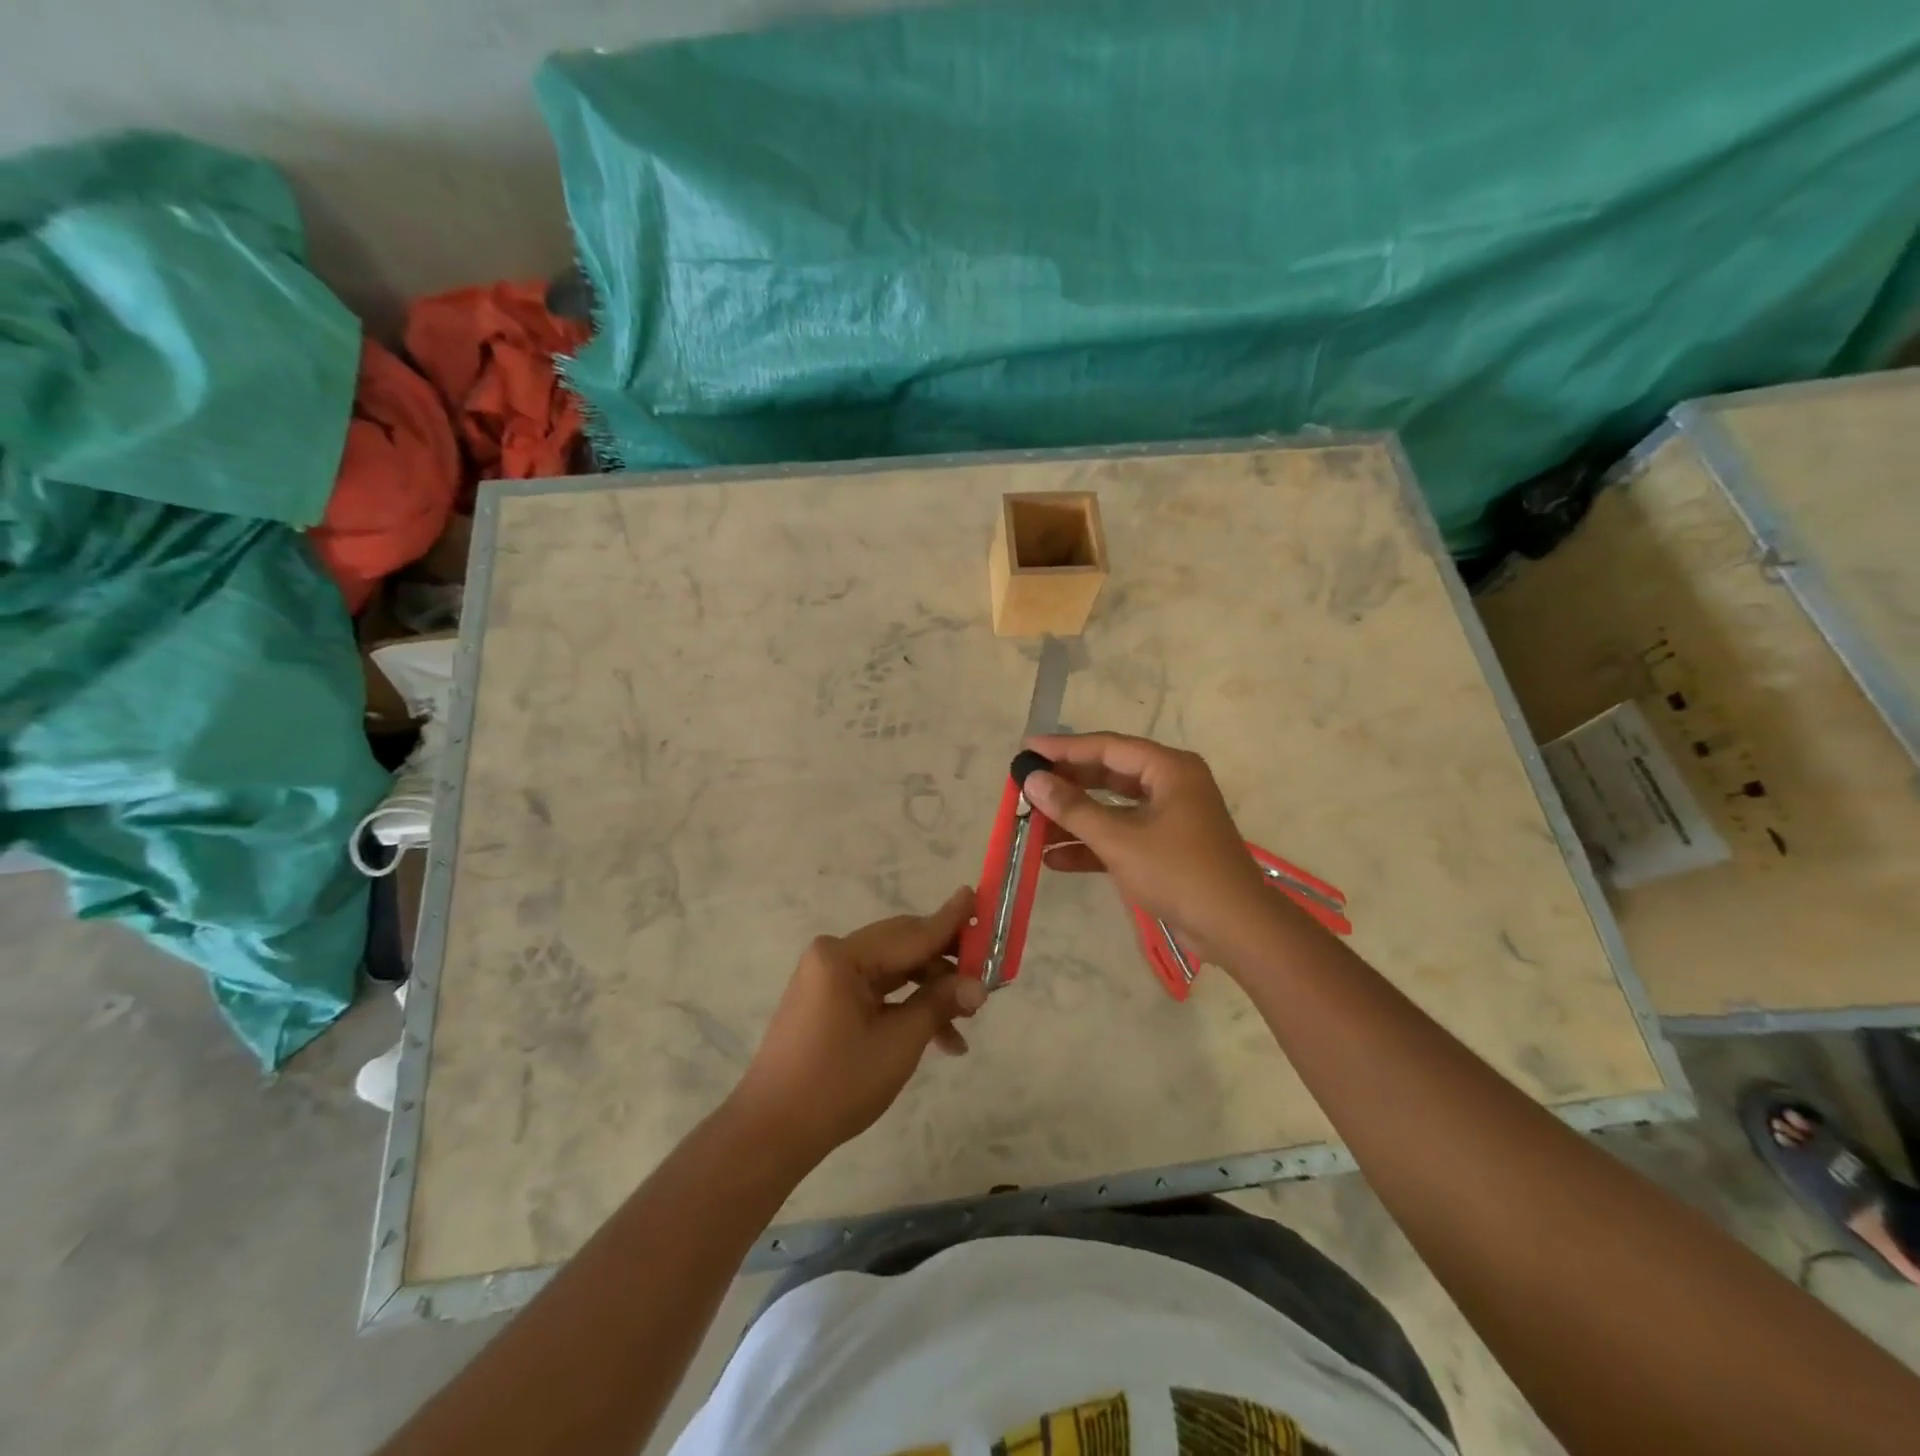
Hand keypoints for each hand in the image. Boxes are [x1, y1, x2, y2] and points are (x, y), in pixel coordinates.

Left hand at [730, 886, 984, 1164]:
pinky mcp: (827, 1000)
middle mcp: (833, 955)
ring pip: (893, 971)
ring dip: (930, 992)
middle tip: (985, 972)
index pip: (911, 933)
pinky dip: (906, 1007)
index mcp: (844, 956)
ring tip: (967, 1020)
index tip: (978, 896)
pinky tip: (938, 1037)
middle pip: (902, 948)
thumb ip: (939, 1003)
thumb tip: (979, 985)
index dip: (950, 921)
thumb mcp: (898, 1043)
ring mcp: (827, 978)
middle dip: (945, 963)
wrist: (772, 1132)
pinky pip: (877, 990)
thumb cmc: (837, 1084)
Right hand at [1022, 733, 1271, 950]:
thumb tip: (1032, 780)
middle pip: (1107, 775)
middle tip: (1025, 784)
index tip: (1026, 750)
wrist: (1236, 929)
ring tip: (1031, 823)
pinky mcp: (1165, 847)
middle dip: (1066, 784)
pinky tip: (1054, 858)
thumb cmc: (1180, 873)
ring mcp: (1168, 817)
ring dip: (1074, 818)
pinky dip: (1091, 845)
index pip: (1106, 747)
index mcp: (1168, 769)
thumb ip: (1073, 808)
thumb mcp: (1120, 840)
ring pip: (1111, 808)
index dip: (1063, 748)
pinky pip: (1121, 835)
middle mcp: (1170, 784)